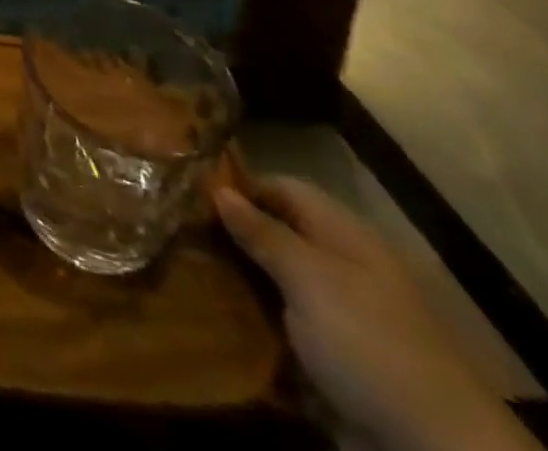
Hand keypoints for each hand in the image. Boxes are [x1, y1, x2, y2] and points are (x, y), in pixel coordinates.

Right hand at [216, 176, 536, 450]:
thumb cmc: (370, 343)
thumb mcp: (309, 278)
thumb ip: (261, 232)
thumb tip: (217, 188)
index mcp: (343, 234)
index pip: (281, 187)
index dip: (238, 186)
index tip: (189, 193)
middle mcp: (341, 267)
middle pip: (275, 235)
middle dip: (230, 236)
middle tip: (177, 233)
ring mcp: (339, 317)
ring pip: (274, 283)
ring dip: (237, 281)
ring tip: (187, 274)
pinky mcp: (334, 361)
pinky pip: (283, 329)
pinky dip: (253, 324)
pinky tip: (218, 322)